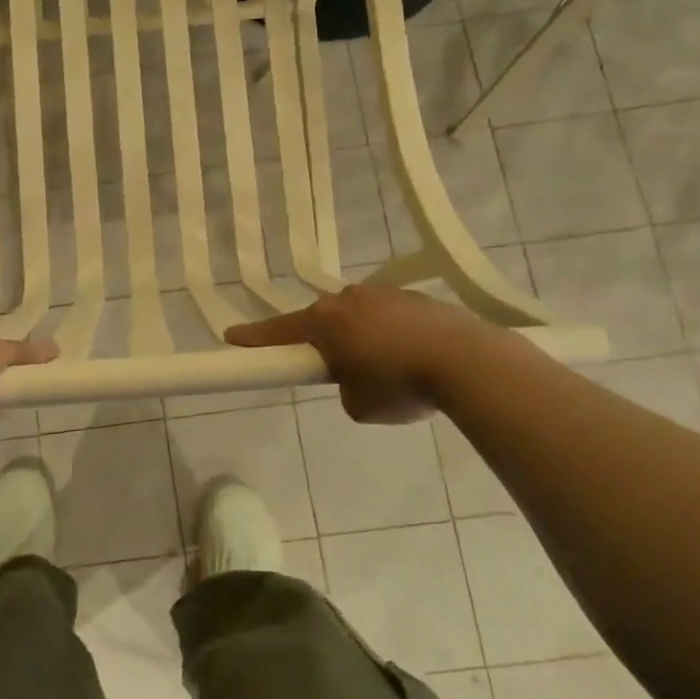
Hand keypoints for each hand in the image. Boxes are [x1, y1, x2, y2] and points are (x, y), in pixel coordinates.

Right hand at [225, 284, 487, 423]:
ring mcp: (385, 293)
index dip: (254, 338)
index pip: (278, 331)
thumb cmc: (400, 384)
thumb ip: (343, 387)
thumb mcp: (358, 405)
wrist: (468, 361)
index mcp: (325, 322)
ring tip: (385, 368)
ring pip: (358, 316)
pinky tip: (412, 357)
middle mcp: (349, 299)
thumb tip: (357, 377)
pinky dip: (391, 334)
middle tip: (332, 367)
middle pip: (322, 320)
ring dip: (360, 336)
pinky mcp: (417, 298)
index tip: (231, 337)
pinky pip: (390, 316)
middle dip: (322, 340)